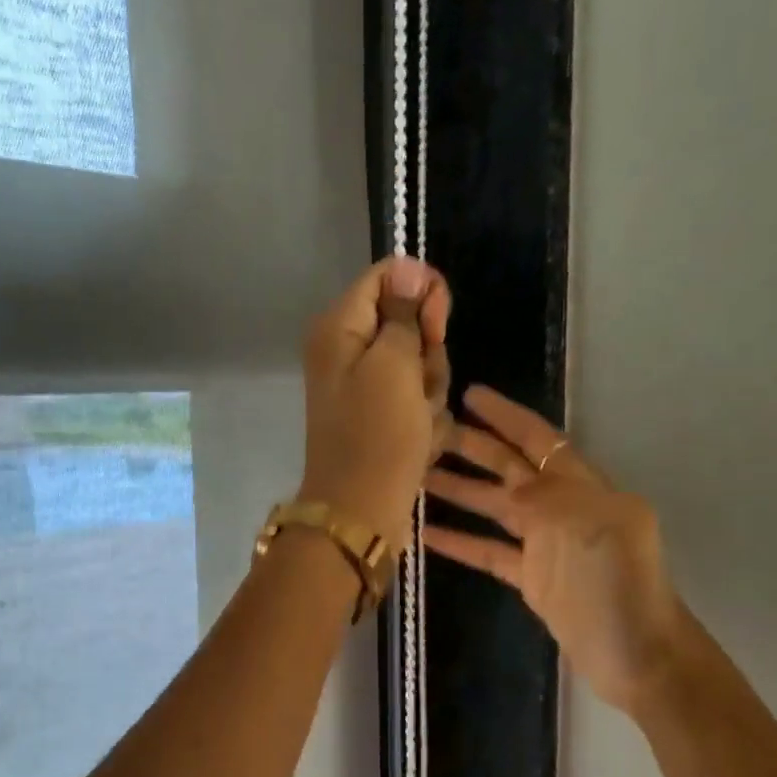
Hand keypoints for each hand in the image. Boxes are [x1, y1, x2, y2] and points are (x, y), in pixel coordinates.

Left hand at [300, 257, 452, 545]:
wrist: (361, 510)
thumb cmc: (377, 435)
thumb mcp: (394, 364)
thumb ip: (403, 313)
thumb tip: (408, 266)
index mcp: (339, 327)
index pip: (388, 277)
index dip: (421, 292)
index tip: (437, 325)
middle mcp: (348, 350)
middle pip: (409, 324)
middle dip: (427, 355)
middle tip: (419, 386)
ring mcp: (366, 386)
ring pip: (420, 365)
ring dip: (430, 392)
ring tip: (418, 421)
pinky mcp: (382, 416)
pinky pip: (417, 399)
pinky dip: (424, 418)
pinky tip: (419, 440)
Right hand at [423, 386, 681, 714]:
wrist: (638, 655)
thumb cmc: (622, 586)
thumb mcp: (594, 528)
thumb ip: (549, 498)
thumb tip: (510, 486)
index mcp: (585, 488)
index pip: (540, 440)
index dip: (506, 416)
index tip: (469, 395)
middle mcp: (564, 508)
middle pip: (511, 468)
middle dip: (474, 446)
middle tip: (431, 430)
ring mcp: (546, 544)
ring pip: (495, 507)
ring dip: (459, 490)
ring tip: (416, 476)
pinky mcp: (532, 578)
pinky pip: (489, 552)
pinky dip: (460, 542)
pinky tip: (426, 533)